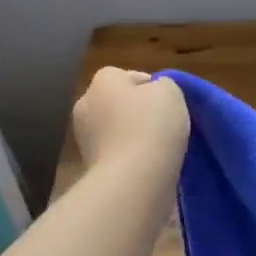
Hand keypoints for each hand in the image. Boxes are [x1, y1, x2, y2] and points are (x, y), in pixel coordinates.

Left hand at [73, 68, 189, 173]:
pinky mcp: (90, 167)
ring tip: (159, 148)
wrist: (134, 180)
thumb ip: (163, 85)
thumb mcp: (171, 91)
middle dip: (136, 111)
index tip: (166, 102)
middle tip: (164, 123)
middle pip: (116, 103)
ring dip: (132, 136)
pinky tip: (149, 165)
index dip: (148, 86)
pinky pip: (115, 154)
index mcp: (102, 82)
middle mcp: (86, 106)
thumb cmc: (152, 126)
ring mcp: (85, 139)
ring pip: (115, 130)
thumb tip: (154, 93)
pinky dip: (130, 157)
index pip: (125, 76)